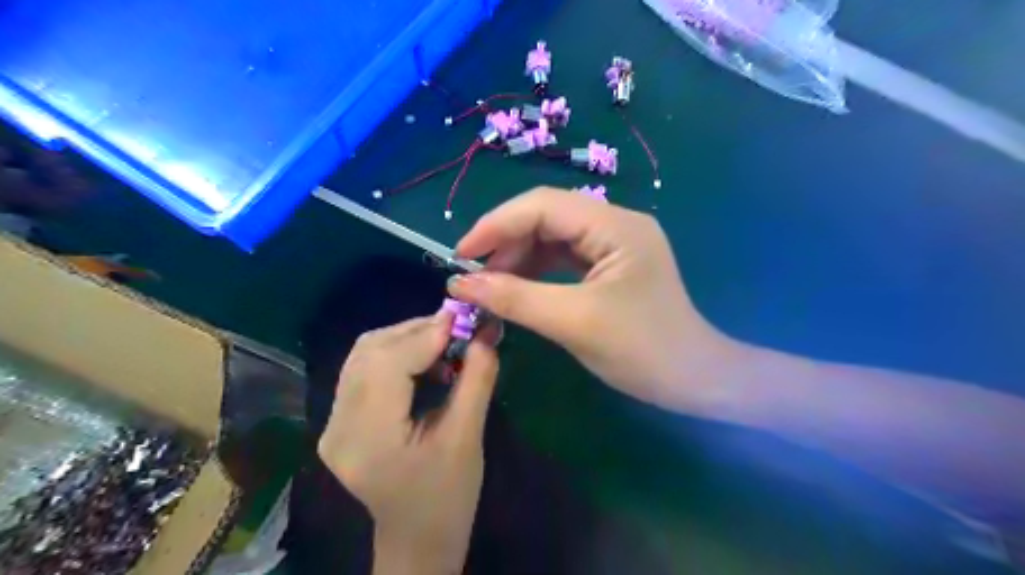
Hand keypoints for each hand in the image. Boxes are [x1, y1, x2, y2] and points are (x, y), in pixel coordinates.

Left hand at [319, 316, 498, 572]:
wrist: (418, 539)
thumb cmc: (448, 498)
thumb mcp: (468, 438)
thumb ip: (477, 380)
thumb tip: (486, 333)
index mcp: (368, 438)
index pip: (388, 364)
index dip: (426, 334)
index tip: (464, 317)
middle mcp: (338, 425)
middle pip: (370, 351)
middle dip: (417, 330)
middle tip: (459, 327)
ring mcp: (333, 422)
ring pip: (365, 354)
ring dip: (407, 339)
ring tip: (446, 343)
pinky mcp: (341, 420)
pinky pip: (366, 369)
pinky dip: (397, 354)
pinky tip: (426, 362)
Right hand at [449, 187, 735, 413]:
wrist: (696, 381)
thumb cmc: (643, 351)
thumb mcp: (573, 322)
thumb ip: (515, 298)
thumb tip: (460, 284)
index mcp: (616, 225)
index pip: (543, 205)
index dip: (496, 224)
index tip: (461, 254)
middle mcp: (616, 223)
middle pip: (547, 216)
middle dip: (506, 242)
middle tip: (474, 276)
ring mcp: (615, 244)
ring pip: (553, 237)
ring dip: (518, 257)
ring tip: (490, 285)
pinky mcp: (611, 265)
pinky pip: (564, 258)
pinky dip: (536, 271)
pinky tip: (517, 287)